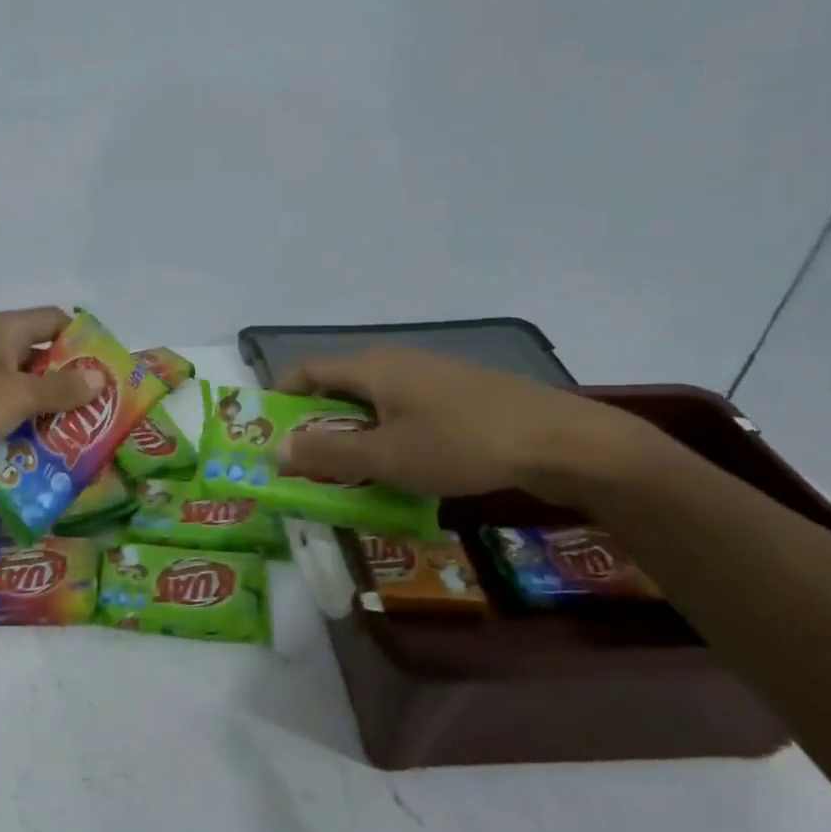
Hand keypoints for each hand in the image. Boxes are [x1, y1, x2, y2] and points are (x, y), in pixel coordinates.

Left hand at [0, 308, 103, 490]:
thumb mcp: (16, 396)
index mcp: (2, 330)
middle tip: (99, 416)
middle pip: (39, 360)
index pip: (55, 321)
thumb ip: (60, 389)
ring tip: (76, 443)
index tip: (108, 372)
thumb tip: (100, 377)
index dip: (83, 341)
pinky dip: (15, 433)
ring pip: (18, 394)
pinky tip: (36, 458)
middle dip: (68, 386)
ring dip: (43, 416)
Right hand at [277, 347, 642, 500]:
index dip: (282, 397)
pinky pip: (404, 408)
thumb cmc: (461, 445)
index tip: (268, 431)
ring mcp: (432, 374)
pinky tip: (400, 463)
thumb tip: (274, 449)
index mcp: (372, 367)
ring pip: (374, 400)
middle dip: (316, 422)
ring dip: (352, 432)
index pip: (308, 371)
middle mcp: (397, 360)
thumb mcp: (386, 457)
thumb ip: (327, 454)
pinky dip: (386, 433)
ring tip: (349, 471)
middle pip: (339, 386)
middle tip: (305, 462)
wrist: (562, 441)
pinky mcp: (460, 393)